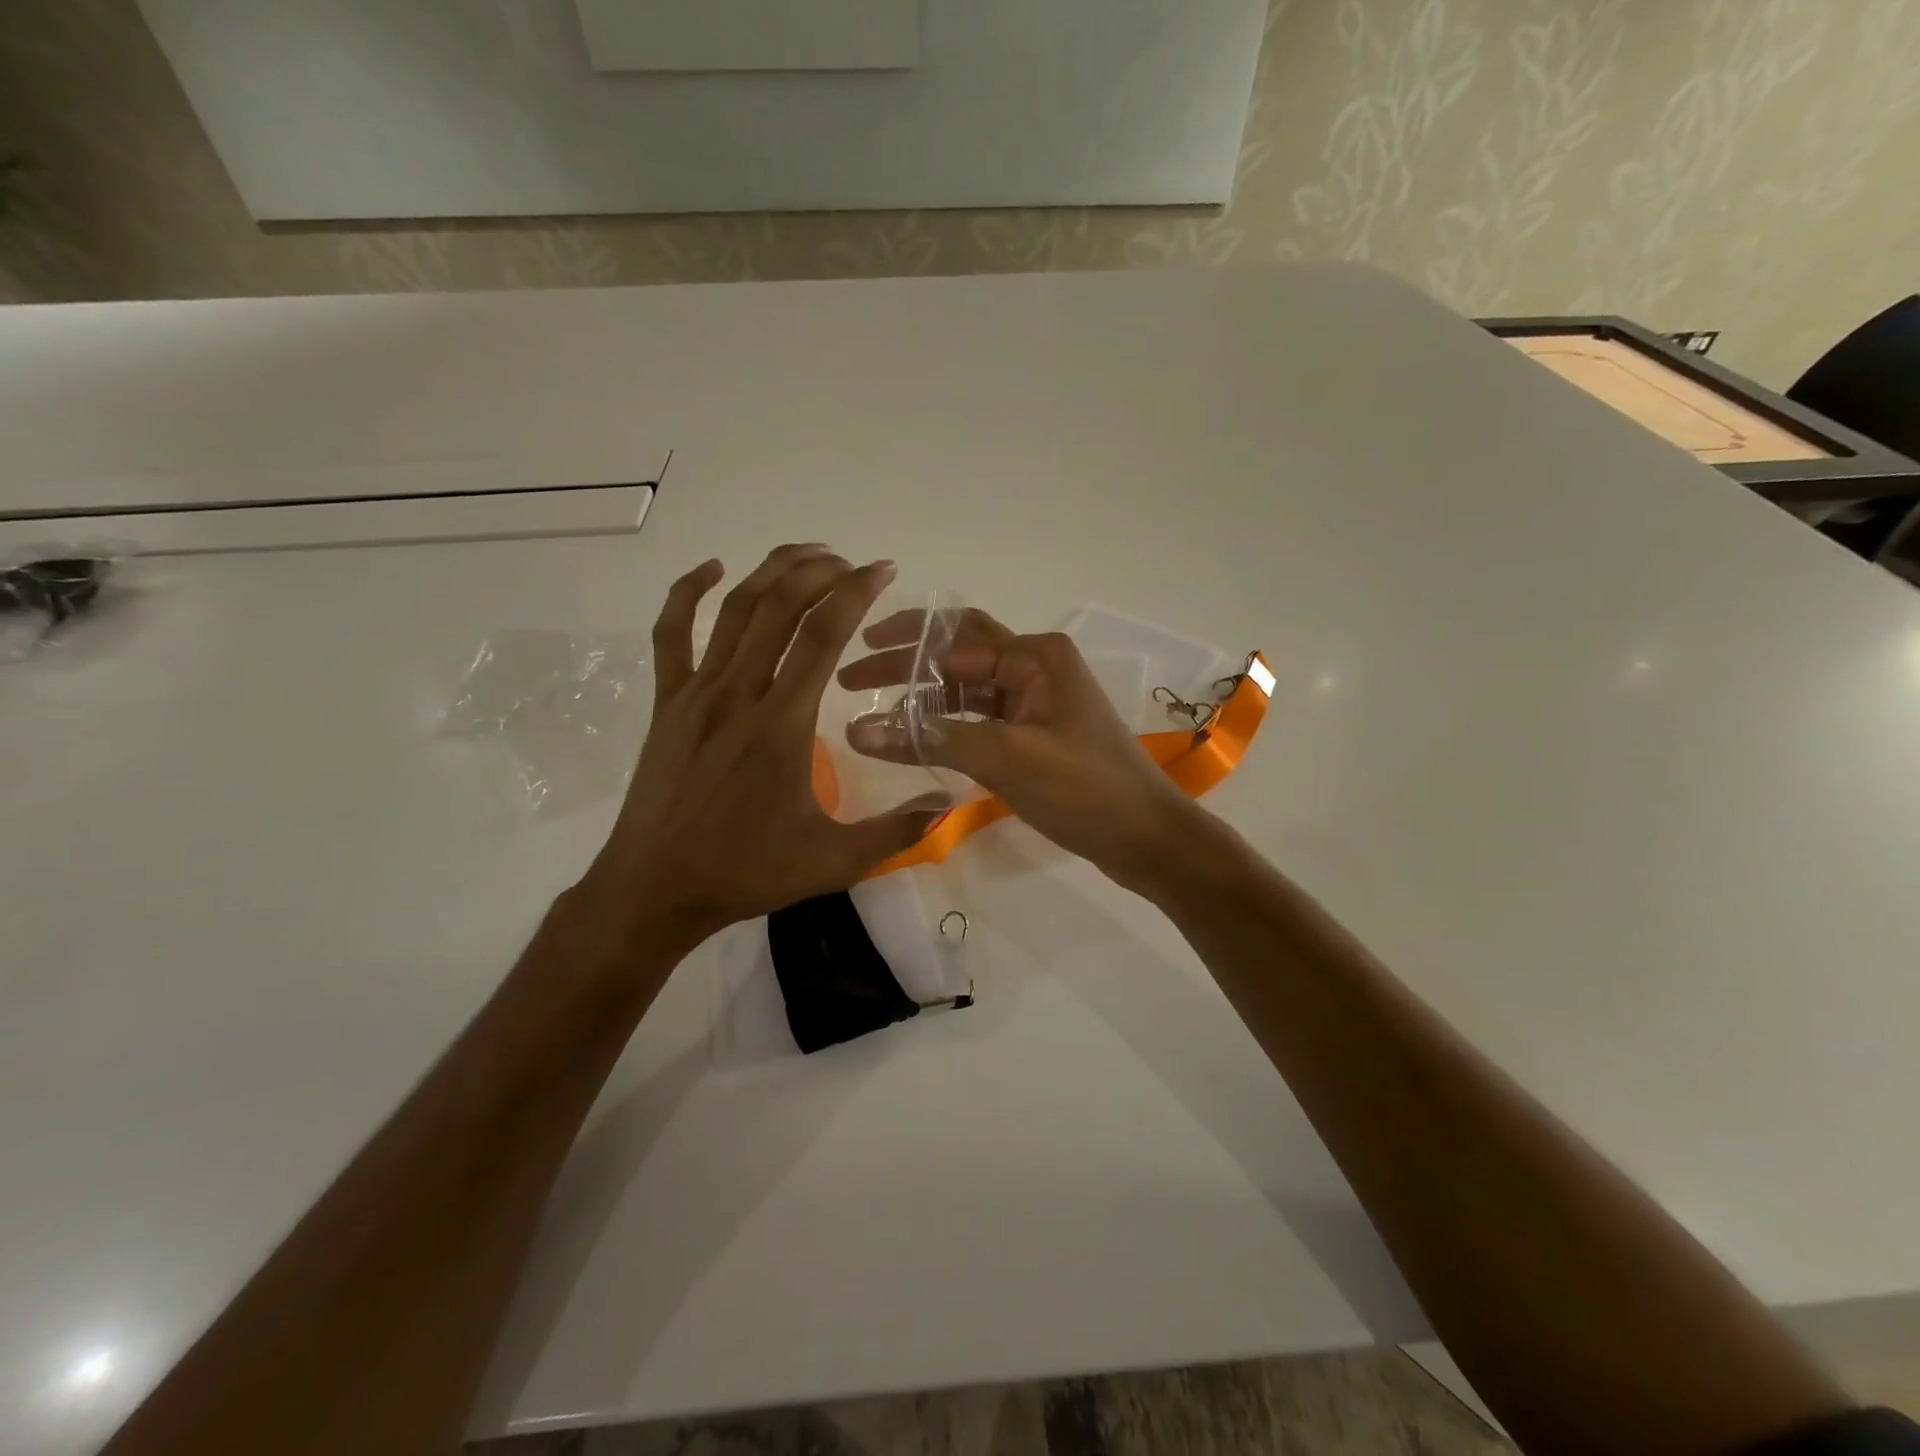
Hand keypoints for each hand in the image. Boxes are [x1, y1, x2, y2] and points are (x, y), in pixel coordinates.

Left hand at [572, 545, 950, 957]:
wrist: (654, 888)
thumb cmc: (745, 872)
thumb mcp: (832, 861)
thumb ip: (895, 832)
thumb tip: (948, 806)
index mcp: (781, 726)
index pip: (821, 636)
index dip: (854, 593)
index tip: (881, 570)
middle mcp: (738, 695)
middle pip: (779, 608)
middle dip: (819, 572)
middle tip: (851, 563)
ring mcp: (695, 694)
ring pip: (733, 611)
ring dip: (771, 572)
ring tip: (807, 554)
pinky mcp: (667, 704)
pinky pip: (672, 634)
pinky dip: (690, 593)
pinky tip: (714, 571)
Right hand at [839, 609, 1200, 884]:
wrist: (1147, 837)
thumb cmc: (1083, 789)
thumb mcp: (1004, 758)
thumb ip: (931, 739)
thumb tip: (857, 729)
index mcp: (1034, 655)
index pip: (952, 645)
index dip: (898, 657)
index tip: (849, 675)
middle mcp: (1036, 666)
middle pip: (958, 655)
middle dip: (907, 662)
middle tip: (852, 678)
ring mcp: (1039, 700)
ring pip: (969, 687)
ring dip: (925, 696)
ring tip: (875, 712)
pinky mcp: (1038, 732)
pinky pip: (984, 716)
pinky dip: (950, 722)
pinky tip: (917, 736)